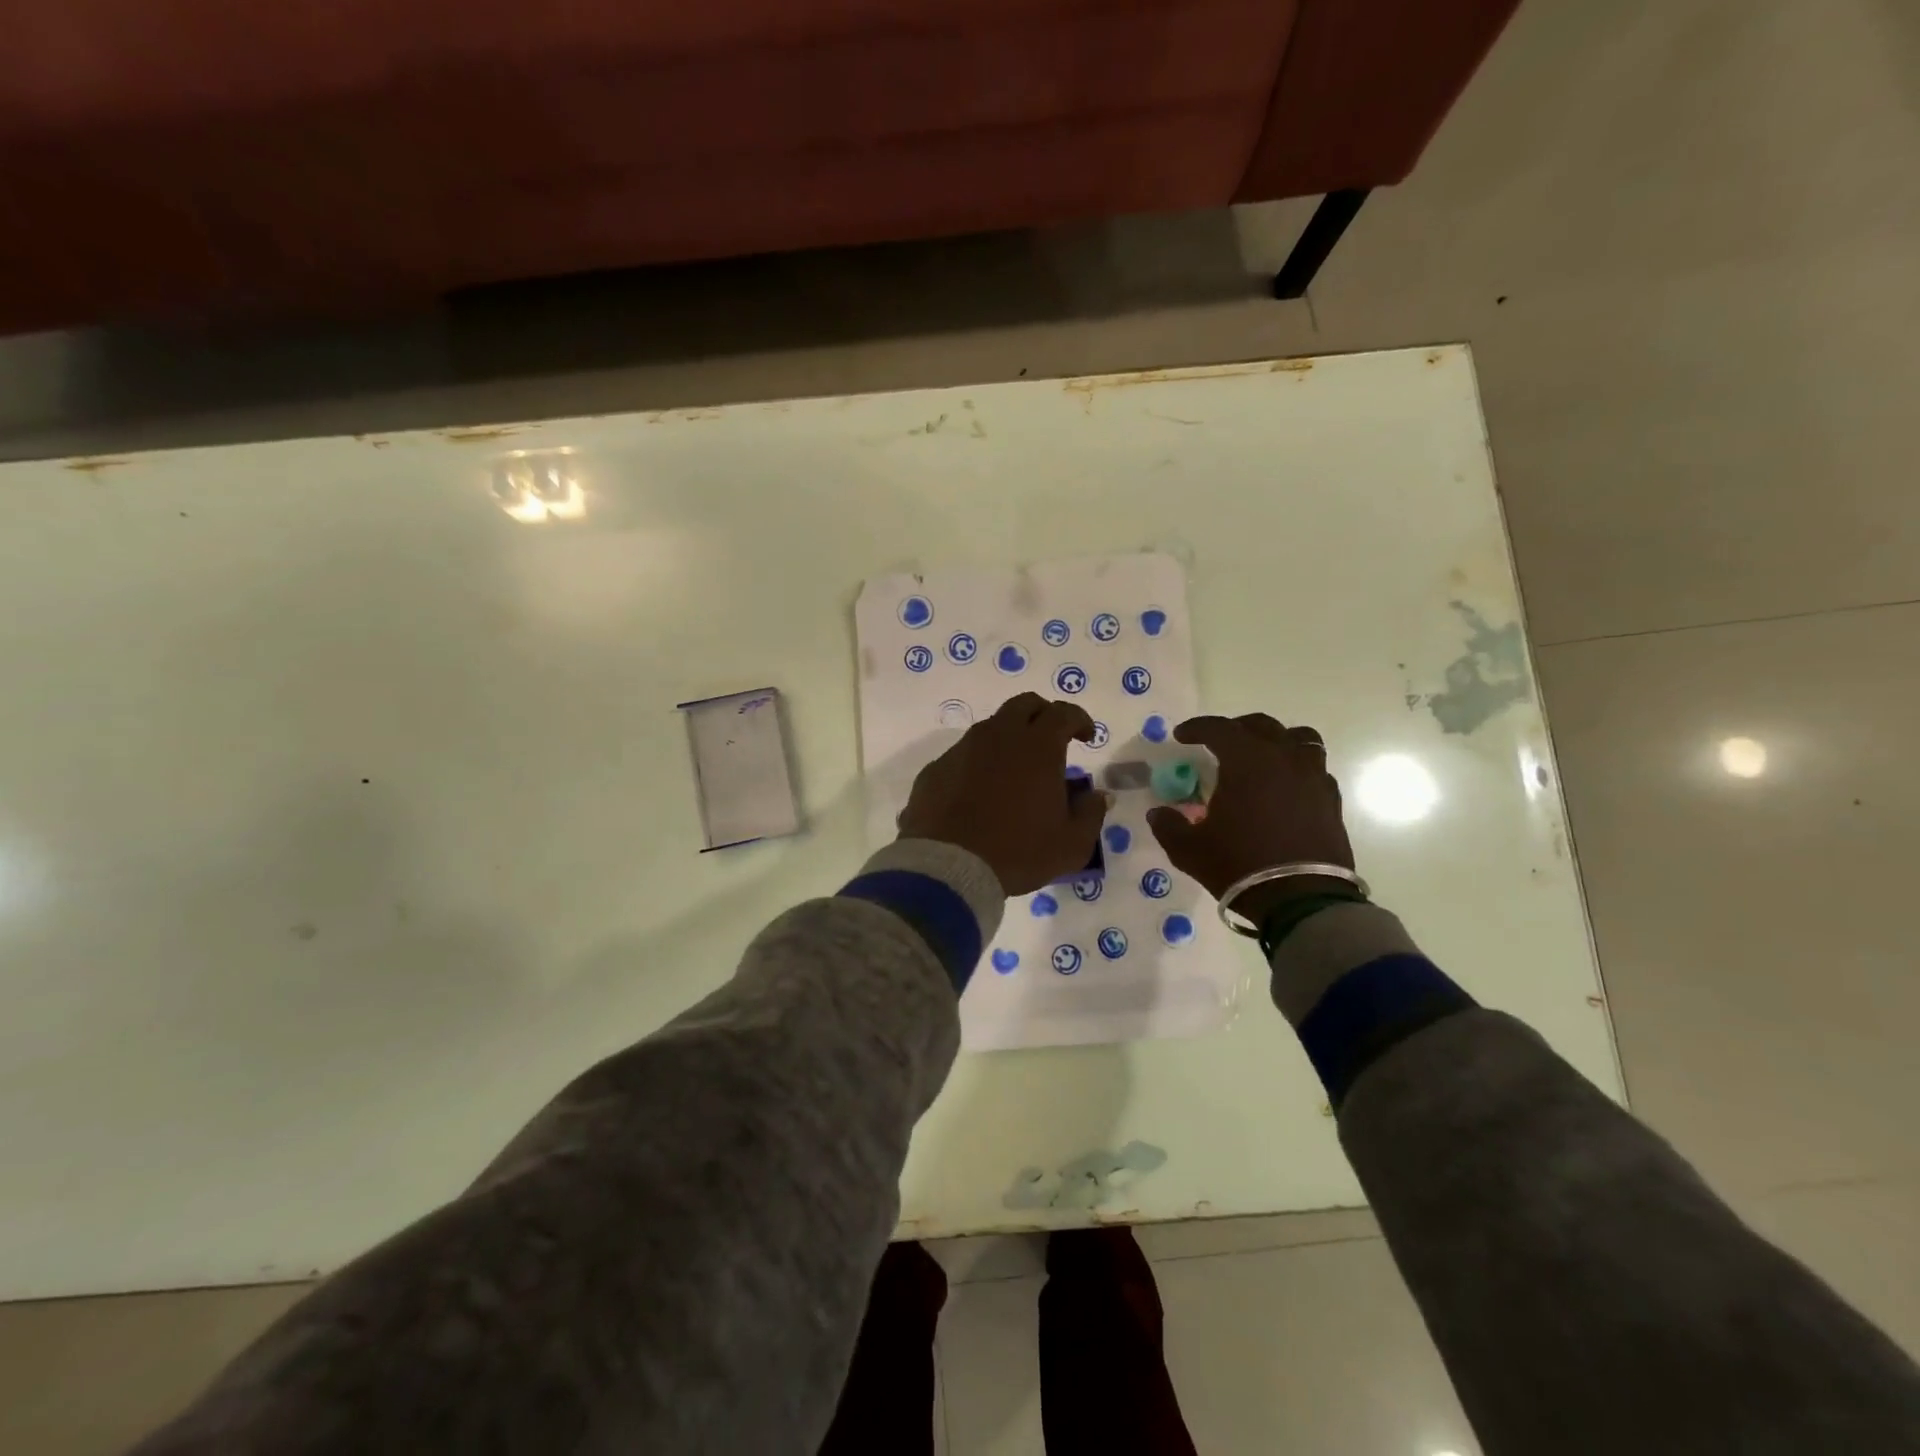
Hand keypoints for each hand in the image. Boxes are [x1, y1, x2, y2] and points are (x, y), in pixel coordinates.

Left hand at [897, 693, 1108, 894]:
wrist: (949, 868)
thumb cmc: (1019, 852)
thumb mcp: (1071, 844)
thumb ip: (1090, 813)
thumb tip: (1097, 796)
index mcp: (1037, 746)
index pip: (1063, 713)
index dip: (1079, 720)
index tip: (1086, 737)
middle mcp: (998, 736)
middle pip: (1024, 705)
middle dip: (1042, 715)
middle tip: (1050, 739)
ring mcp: (962, 750)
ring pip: (990, 728)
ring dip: (1008, 739)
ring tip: (1014, 771)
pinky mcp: (935, 769)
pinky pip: (962, 756)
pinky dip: (977, 765)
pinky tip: (979, 793)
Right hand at [1145, 714, 1353, 918]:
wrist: (1301, 900)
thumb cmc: (1239, 866)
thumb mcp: (1189, 849)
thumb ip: (1168, 825)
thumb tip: (1159, 812)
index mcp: (1246, 761)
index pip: (1219, 728)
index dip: (1197, 728)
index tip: (1182, 736)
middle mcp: (1283, 759)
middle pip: (1262, 725)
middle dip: (1236, 728)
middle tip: (1219, 743)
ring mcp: (1313, 777)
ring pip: (1299, 739)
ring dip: (1276, 740)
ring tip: (1262, 757)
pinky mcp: (1331, 800)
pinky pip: (1315, 769)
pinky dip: (1297, 768)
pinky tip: (1285, 788)